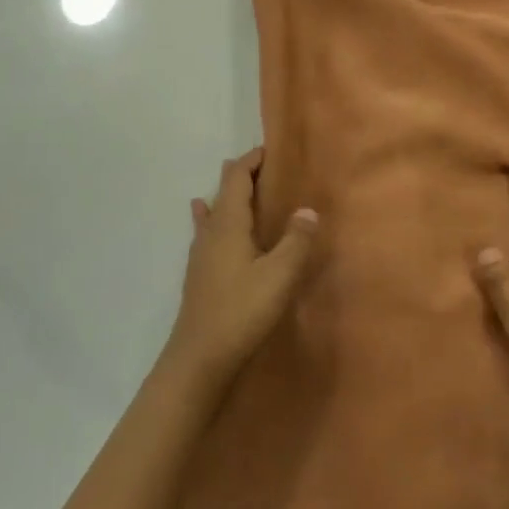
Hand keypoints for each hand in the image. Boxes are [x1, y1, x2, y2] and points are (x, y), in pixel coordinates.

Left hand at [164, 148, 318, 388]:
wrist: (199, 358)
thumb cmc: (242, 311)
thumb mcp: (279, 275)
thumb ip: (296, 241)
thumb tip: (308, 210)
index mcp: (228, 225)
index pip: (237, 179)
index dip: (251, 161)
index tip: (269, 150)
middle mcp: (211, 232)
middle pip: (223, 192)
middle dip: (241, 176)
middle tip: (263, 167)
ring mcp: (201, 254)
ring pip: (213, 212)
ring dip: (228, 197)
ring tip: (235, 186)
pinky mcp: (200, 274)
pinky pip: (207, 232)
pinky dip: (211, 218)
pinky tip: (203, 223)